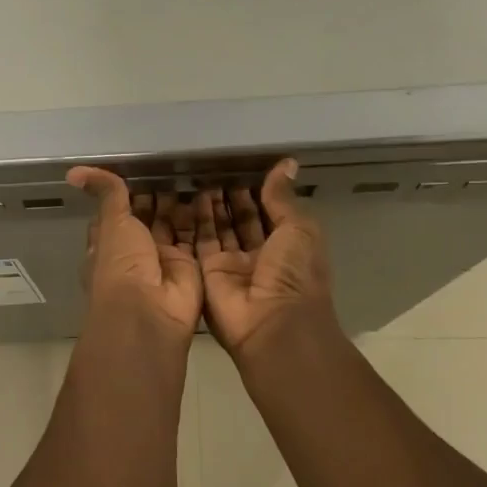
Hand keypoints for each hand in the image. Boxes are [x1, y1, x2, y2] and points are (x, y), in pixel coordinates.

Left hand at [68, 167, 202, 341]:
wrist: (149, 312)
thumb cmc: (121, 265)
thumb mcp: (111, 223)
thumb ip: (106, 194)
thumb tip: (73, 172)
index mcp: (109, 242)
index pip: (118, 211)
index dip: (127, 191)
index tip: (142, 166)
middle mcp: (135, 251)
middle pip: (148, 217)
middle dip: (159, 195)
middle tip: (176, 162)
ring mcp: (163, 259)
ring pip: (174, 224)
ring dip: (182, 203)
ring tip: (196, 170)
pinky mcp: (190, 265)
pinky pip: (198, 236)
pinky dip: (203, 216)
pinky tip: (212, 189)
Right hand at [194, 159, 336, 361]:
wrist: (272, 323)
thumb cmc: (295, 273)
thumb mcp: (299, 229)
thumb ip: (283, 197)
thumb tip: (286, 163)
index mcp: (287, 247)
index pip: (269, 213)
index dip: (257, 192)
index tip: (241, 167)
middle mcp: (259, 256)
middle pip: (241, 221)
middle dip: (230, 198)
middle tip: (215, 169)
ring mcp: (232, 265)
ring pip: (218, 230)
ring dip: (211, 206)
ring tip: (200, 178)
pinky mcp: (207, 272)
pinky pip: (199, 242)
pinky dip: (194, 221)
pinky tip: (188, 197)